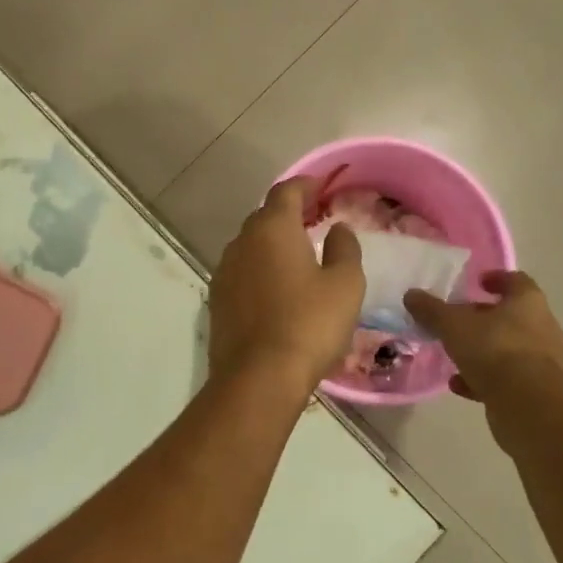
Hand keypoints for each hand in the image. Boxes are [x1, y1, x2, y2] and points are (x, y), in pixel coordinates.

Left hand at [209, 177, 363, 390]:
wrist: (258, 377)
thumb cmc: (309, 324)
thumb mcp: (345, 284)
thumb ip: (344, 248)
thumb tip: (337, 228)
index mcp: (272, 229)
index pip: (286, 191)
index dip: (306, 185)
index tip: (323, 187)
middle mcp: (242, 242)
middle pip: (265, 216)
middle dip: (289, 213)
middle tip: (314, 219)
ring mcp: (224, 271)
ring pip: (250, 244)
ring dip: (272, 242)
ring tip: (297, 254)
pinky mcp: (217, 300)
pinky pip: (242, 271)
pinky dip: (260, 268)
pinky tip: (276, 286)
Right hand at [404, 270, 562, 402]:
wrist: (527, 405)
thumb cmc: (493, 349)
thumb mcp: (452, 325)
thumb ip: (431, 309)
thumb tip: (411, 295)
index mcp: (528, 302)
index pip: (516, 281)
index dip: (496, 279)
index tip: (477, 282)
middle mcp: (542, 327)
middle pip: (513, 316)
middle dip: (485, 318)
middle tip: (459, 320)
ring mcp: (543, 361)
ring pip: (510, 348)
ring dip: (484, 350)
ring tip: (455, 354)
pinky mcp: (537, 390)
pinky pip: (508, 378)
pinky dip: (484, 378)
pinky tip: (459, 384)